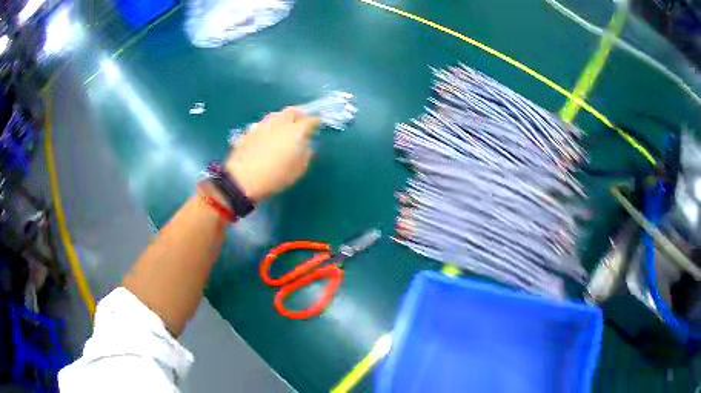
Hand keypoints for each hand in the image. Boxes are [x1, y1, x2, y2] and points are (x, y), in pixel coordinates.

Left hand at [225, 107, 319, 202]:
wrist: (242, 179)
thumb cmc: (275, 177)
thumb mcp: (298, 171)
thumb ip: (306, 155)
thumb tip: (307, 146)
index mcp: (296, 130)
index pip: (311, 119)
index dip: (316, 121)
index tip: (318, 124)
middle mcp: (280, 122)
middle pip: (292, 111)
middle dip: (299, 114)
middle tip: (301, 121)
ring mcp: (263, 124)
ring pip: (276, 115)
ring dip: (283, 118)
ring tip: (284, 127)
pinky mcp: (249, 130)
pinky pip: (263, 124)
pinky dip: (269, 127)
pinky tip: (267, 135)